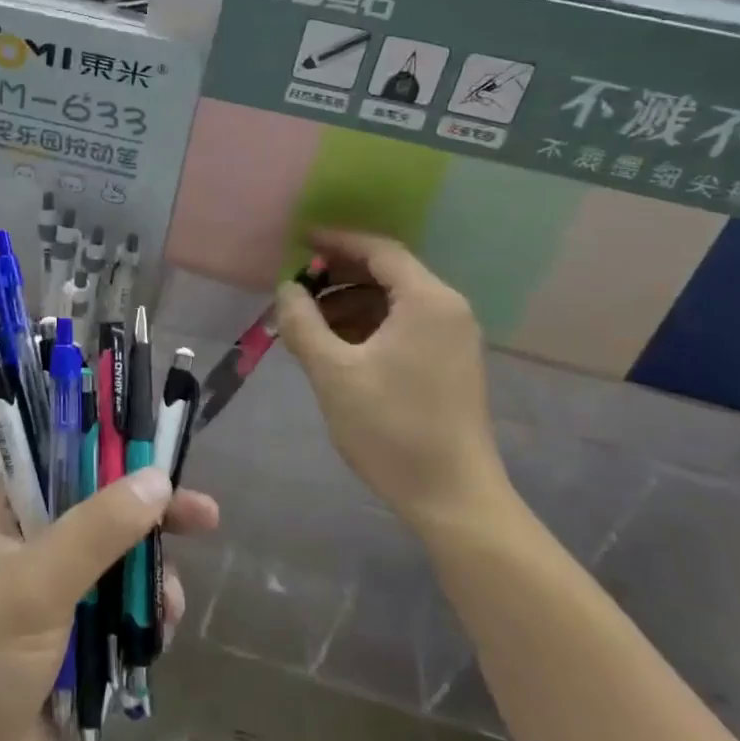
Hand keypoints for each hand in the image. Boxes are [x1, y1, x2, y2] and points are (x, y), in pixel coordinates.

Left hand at [0, 471, 219, 740]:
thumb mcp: (34, 585)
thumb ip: (98, 530)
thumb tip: (158, 479)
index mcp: (3, 517)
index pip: (66, 465)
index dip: (117, 458)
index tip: (167, 463)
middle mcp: (24, 551)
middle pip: (99, 518)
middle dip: (148, 524)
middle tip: (206, 519)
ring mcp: (44, 605)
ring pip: (113, 573)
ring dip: (147, 583)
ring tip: (168, 607)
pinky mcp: (63, 655)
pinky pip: (113, 623)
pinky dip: (139, 625)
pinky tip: (156, 640)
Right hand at [275, 230, 507, 529]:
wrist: (453, 499)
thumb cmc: (392, 429)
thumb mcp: (333, 372)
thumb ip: (303, 323)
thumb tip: (286, 288)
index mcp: (427, 301)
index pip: (379, 250)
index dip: (336, 241)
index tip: (298, 242)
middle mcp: (447, 310)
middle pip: (387, 272)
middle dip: (338, 275)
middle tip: (296, 286)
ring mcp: (452, 338)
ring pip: (393, 302)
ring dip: (349, 303)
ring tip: (307, 322)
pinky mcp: (449, 364)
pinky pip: (403, 326)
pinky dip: (367, 326)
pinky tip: (335, 346)